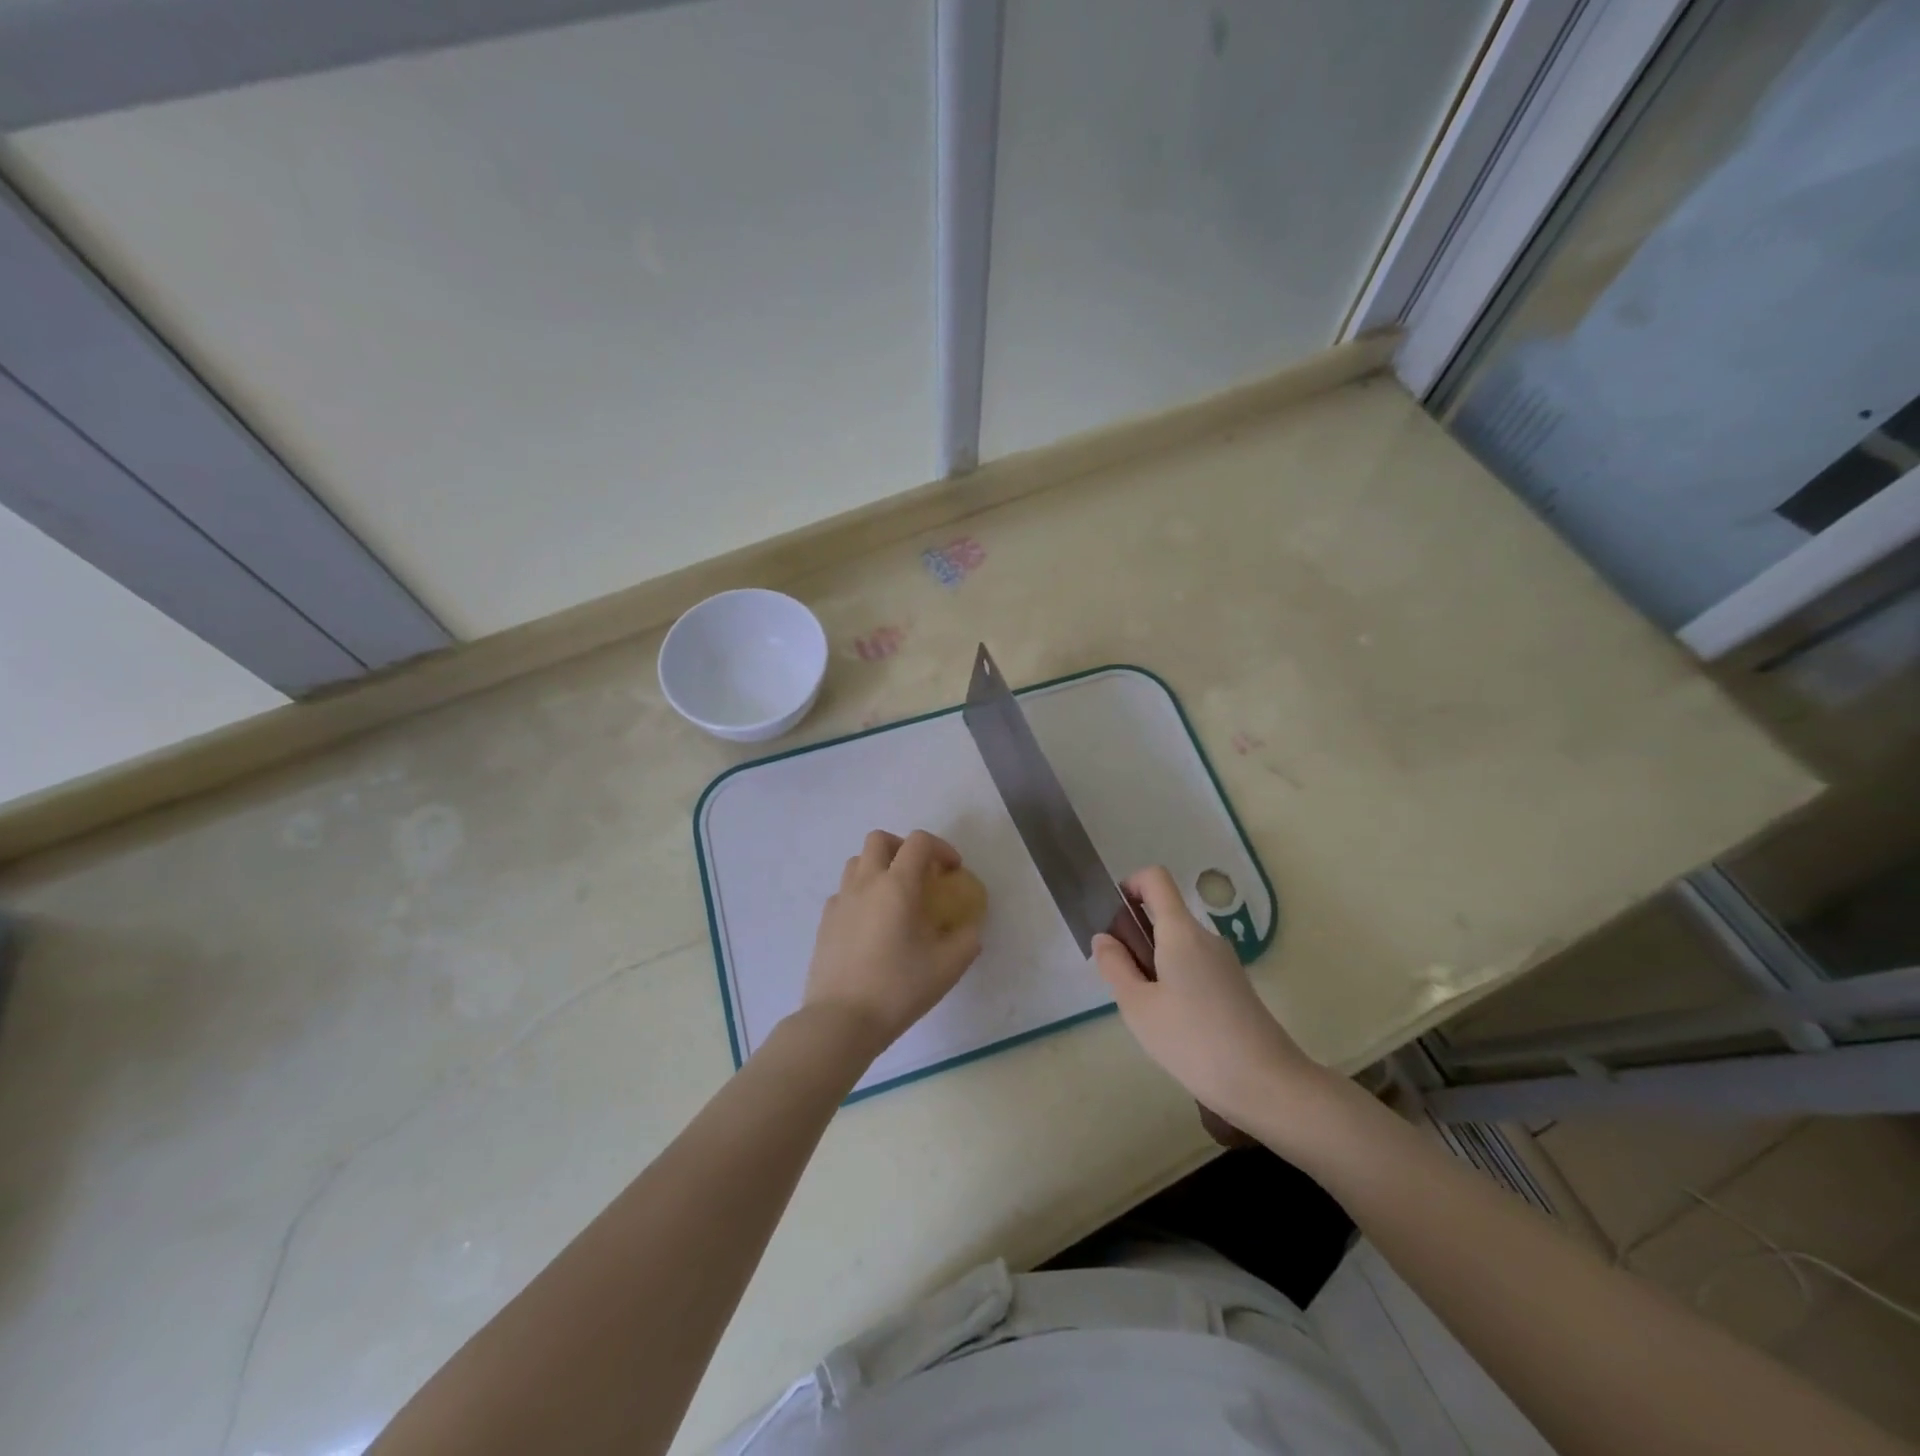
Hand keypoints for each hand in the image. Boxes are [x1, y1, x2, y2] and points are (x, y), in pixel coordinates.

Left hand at [801, 830, 982, 1056]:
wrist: (841, 1020)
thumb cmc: (899, 988)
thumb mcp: (948, 967)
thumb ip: (966, 939)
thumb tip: (969, 927)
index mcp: (897, 885)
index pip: (919, 842)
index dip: (941, 848)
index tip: (952, 871)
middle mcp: (866, 883)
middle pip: (880, 840)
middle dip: (904, 847)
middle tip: (920, 874)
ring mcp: (841, 900)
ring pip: (857, 862)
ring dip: (879, 867)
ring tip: (895, 896)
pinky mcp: (825, 921)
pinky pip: (844, 891)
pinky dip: (861, 894)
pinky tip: (872, 924)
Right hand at [1092, 866, 1329, 1127]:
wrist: (1267, 1084)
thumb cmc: (1194, 1041)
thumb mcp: (1139, 1006)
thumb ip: (1115, 966)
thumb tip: (1104, 937)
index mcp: (1181, 931)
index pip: (1155, 878)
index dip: (1130, 885)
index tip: (1113, 919)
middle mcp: (1206, 937)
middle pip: (1165, 916)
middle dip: (1136, 938)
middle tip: (1124, 984)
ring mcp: (1225, 962)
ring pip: (1178, 946)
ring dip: (1154, 965)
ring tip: (1149, 1013)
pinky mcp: (1235, 987)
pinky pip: (1194, 968)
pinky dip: (1175, 982)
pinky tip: (1175, 1025)